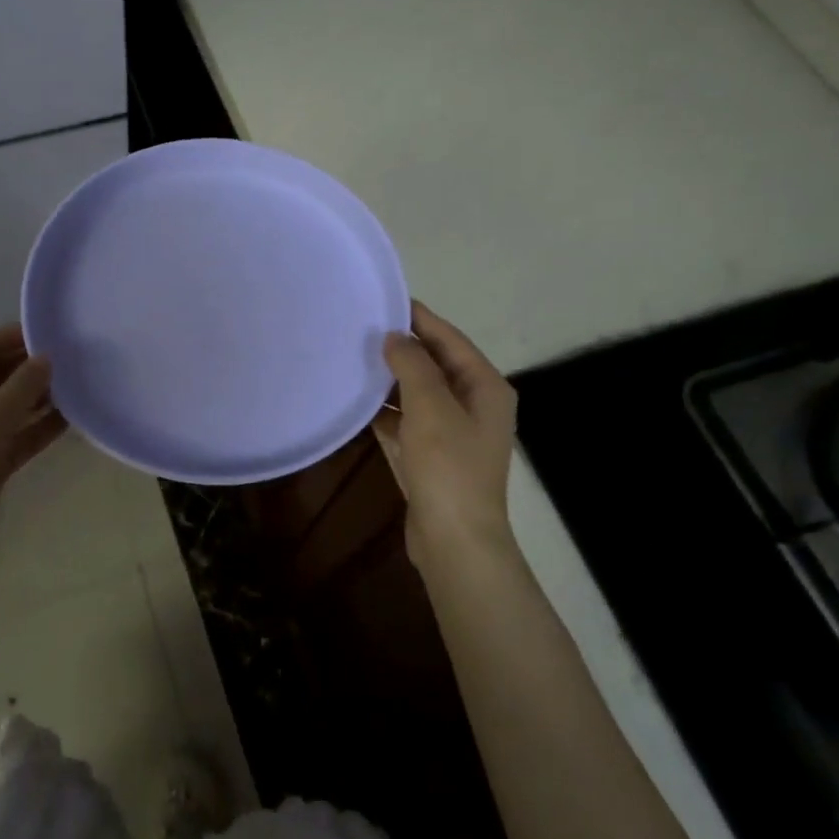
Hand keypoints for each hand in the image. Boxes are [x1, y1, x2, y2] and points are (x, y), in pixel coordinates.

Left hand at [0, 324, 65, 545]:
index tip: (53, 333)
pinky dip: (40, 427)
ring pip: (11, 406)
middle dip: (31, 366)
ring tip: (81, 385)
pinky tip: (72, 420)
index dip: (13, 335)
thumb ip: (22, 385)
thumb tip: (46, 358)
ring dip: (40, 397)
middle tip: (75, 359)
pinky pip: (18, 436)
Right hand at [373, 301, 518, 570]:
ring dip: (390, 378)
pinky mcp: (433, 454)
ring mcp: (454, 431)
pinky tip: (357, 402)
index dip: (419, 318)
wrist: (455, 540)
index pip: (449, 339)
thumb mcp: (430, 406)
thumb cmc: (448, 466)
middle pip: (435, 364)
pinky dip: (386, 410)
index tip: (383, 298)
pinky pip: (408, 420)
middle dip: (401, 347)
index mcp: (485, 387)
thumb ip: (412, 365)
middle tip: (361, 327)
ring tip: (353, 358)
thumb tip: (395, 337)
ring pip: (418, 392)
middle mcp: (474, 403)